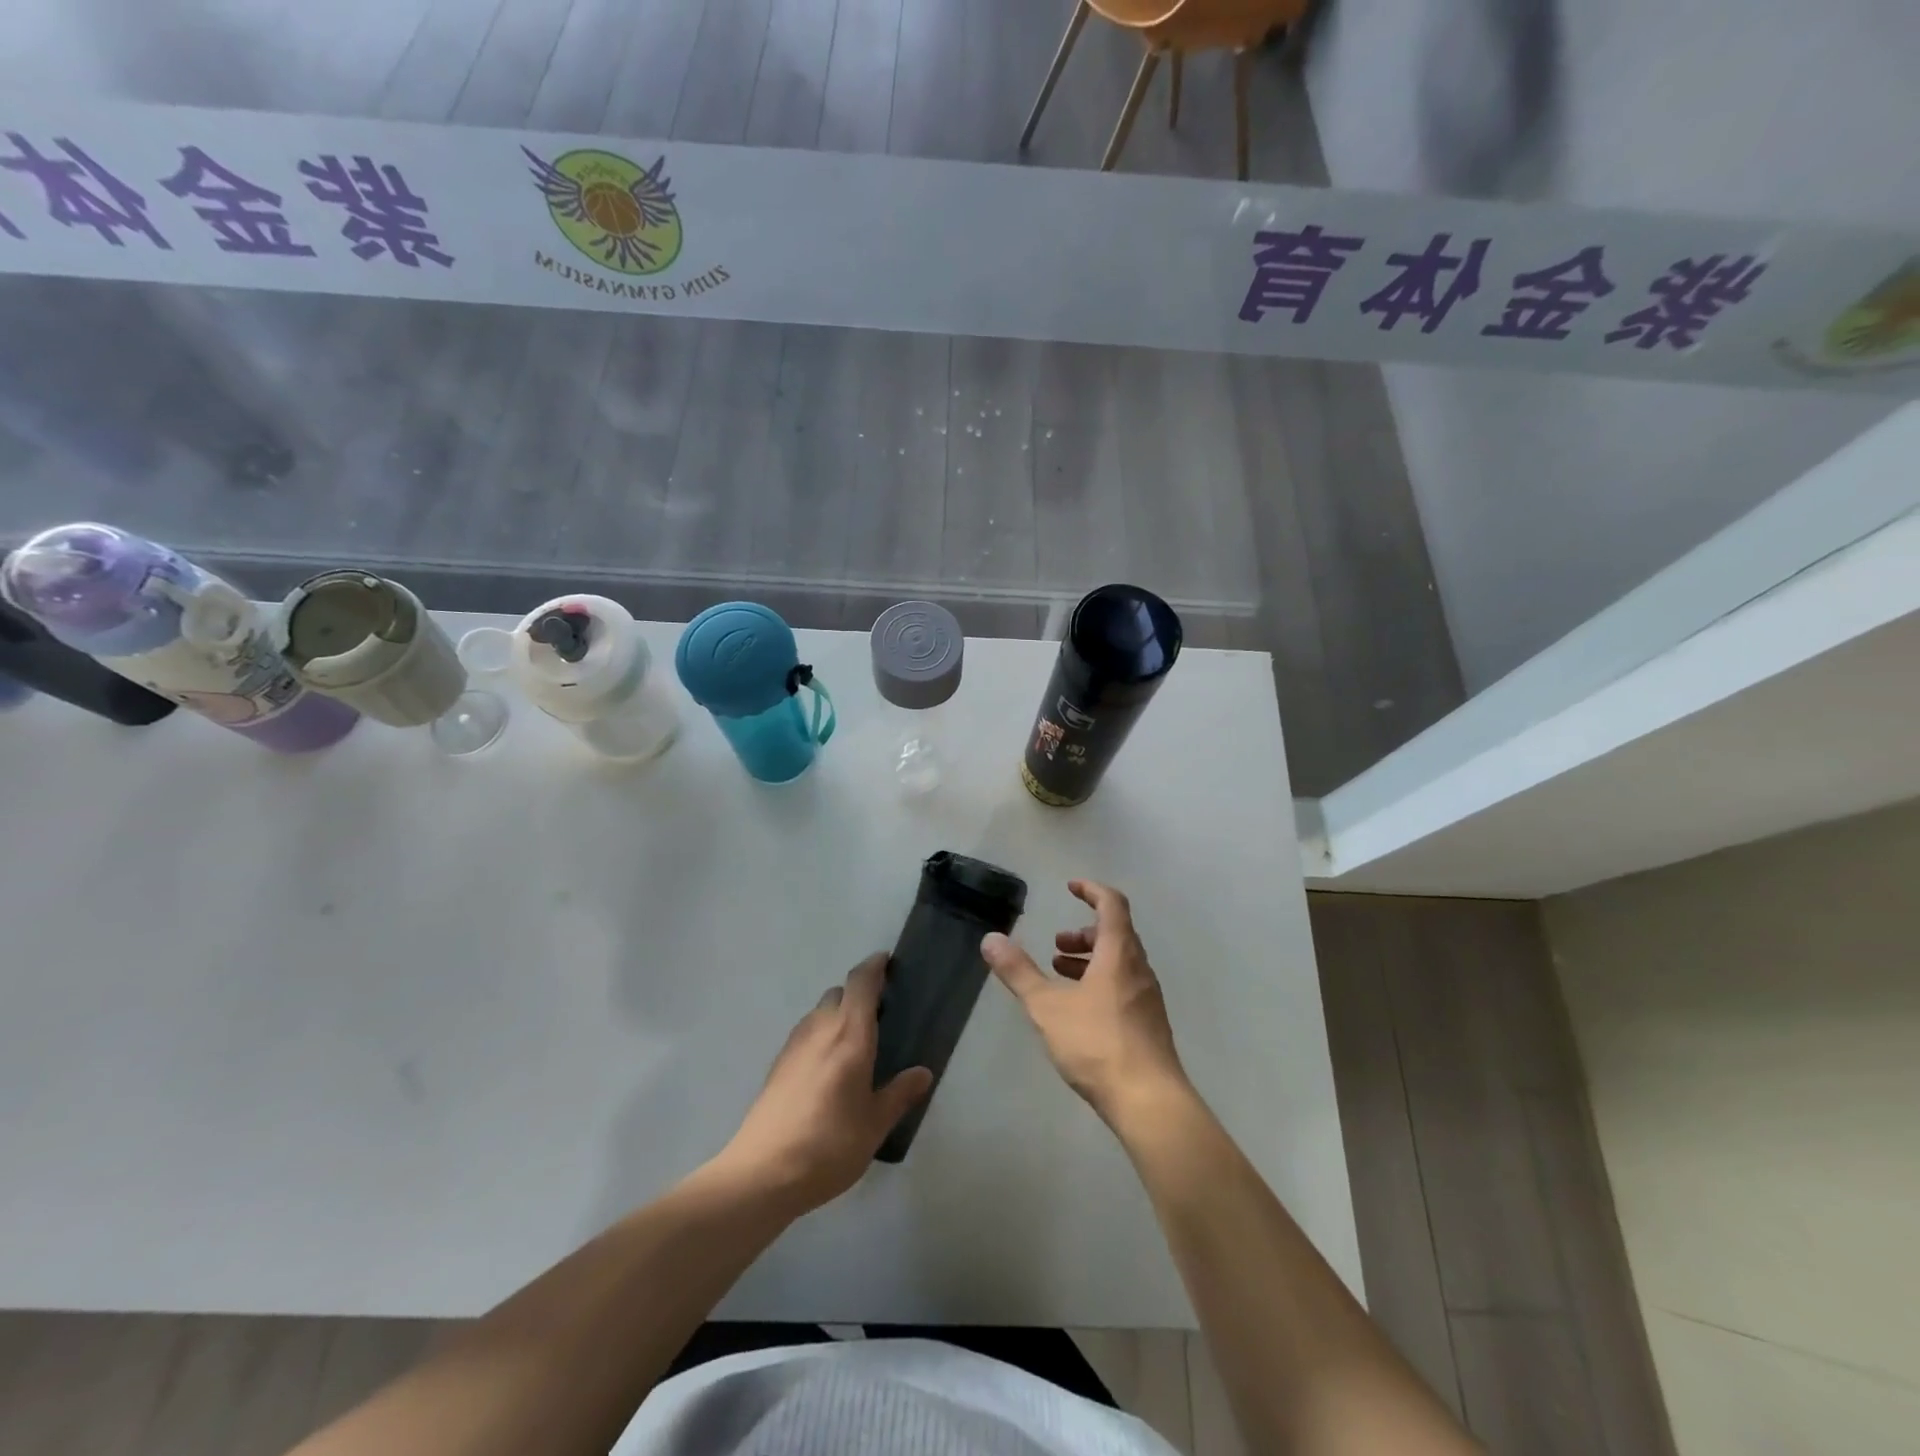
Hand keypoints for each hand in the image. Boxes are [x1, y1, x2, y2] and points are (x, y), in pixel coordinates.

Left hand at [718, 953, 932, 1213]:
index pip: (861, 982)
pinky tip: (828, 1068)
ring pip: (819, 1013)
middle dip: (858, 995)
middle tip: (880, 1015)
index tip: (888, 962)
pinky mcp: (777, 1064)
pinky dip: (821, 1036)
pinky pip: (806, 1034)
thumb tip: (923, 1073)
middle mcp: (820, 1028)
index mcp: (850, 1034)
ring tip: (856, 1044)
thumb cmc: (829, 1145)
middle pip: (839, 993)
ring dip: (838, 1015)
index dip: (875, 966)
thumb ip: (899, 1094)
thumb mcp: (874, 1124)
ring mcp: (794, 1045)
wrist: (762, 1173)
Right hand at [982, 880, 1187, 1128]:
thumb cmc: (1097, 1044)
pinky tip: (1079, 1011)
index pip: (1112, 904)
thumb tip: (991, 939)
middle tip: (1055, 947)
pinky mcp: (1148, 1024)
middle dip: (1083, 933)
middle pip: (1116, 934)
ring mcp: (1147, 998)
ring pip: (1119, 962)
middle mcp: (1139, 969)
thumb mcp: (1047, 1006)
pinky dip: (1100, 982)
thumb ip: (1018, 972)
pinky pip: (1123, 986)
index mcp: (1119, 953)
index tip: (1070, 887)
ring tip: (1060, 975)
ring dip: (1090, 960)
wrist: (1148, 1101)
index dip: (1091, 890)